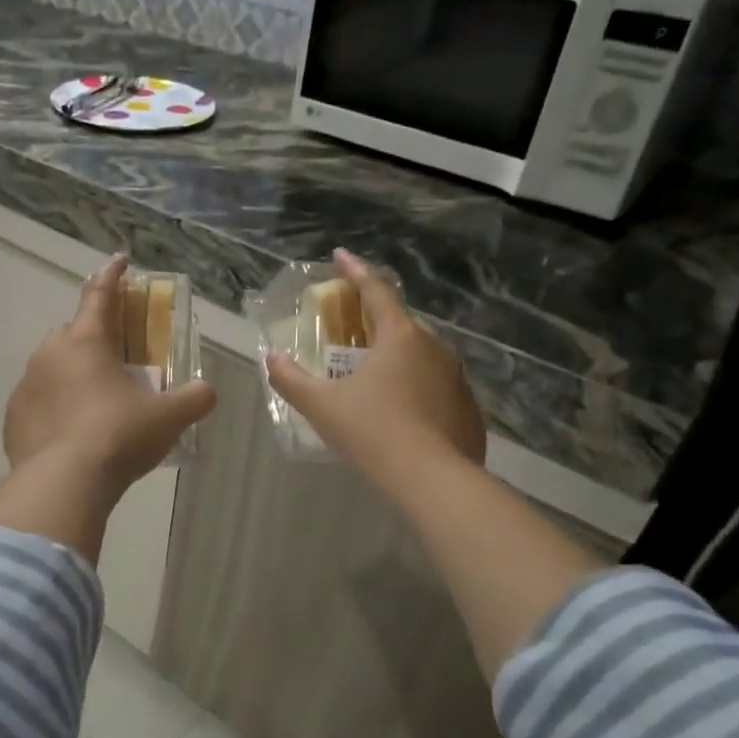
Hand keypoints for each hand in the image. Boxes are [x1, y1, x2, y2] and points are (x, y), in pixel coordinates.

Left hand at [4, 256, 216, 495]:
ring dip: (72, 373)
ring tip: (94, 401)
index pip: (100, 295)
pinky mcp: (13, 417)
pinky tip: (70, 430)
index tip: (119, 261)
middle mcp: (49, 354)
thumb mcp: (167, 418)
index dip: (112, 276)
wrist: (64, 483)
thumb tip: (207, 391)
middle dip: (93, 336)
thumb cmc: (118, 437)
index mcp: (86, 341)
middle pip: (73, 332)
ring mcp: (26, 385)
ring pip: (51, 366)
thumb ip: (193, 399)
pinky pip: (37, 400)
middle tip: (115, 359)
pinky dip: (54, 405)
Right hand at [266, 249, 486, 489]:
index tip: (339, 256)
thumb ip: (291, 379)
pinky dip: (412, 388)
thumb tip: (272, 359)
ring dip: (393, 356)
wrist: (433, 481)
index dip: (354, 271)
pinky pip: (433, 386)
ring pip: (418, 355)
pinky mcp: (467, 408)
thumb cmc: (372, 432)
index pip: (375, 290)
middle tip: (347, 328)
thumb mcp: (321, 406)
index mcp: (399, 336)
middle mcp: (434, 347)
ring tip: (369, 376)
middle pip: (398, 322)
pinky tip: (397, 412)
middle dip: (370, 319)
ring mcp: (456, 378)